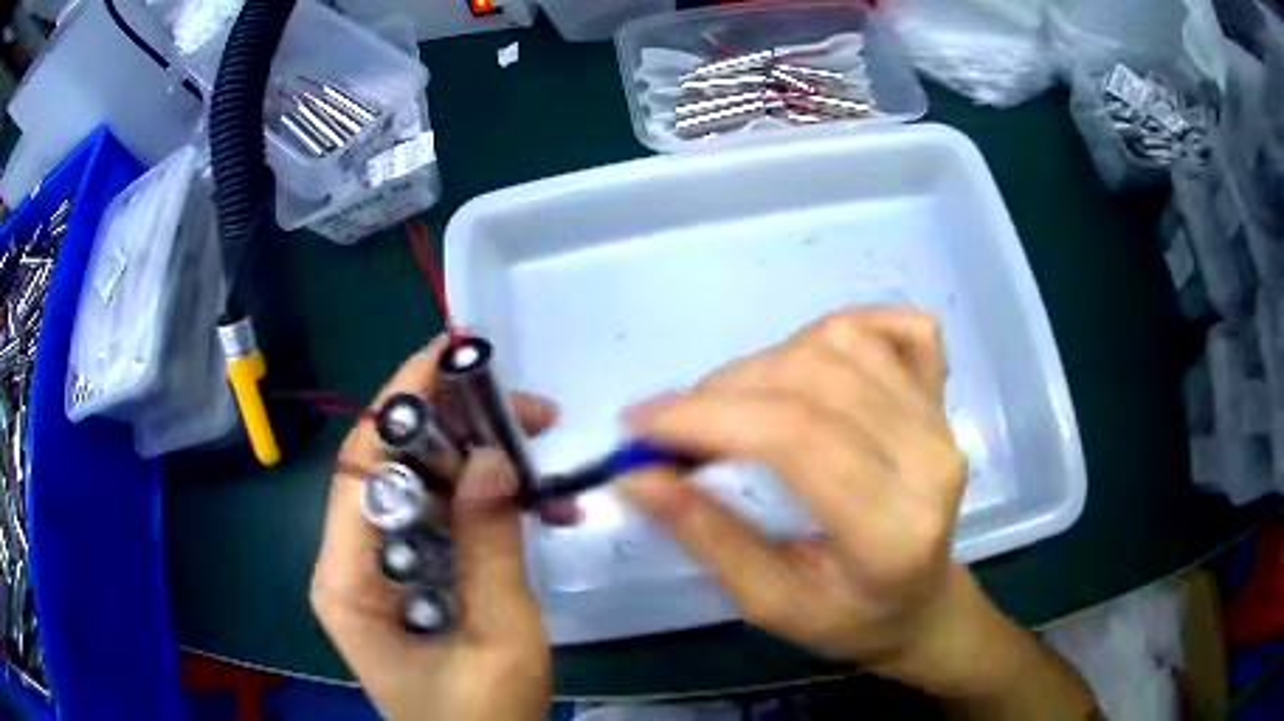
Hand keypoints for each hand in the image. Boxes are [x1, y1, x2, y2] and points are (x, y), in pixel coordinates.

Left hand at [311, 335, 556, 720]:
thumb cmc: (484, 718)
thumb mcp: (500, 639)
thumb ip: (492, 547)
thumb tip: (496, 456)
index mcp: (348, 581)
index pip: (363, 467)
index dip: (402, 403)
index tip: (452, 354)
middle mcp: (349, 565)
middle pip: (391, 471)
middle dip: (458, 434)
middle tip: (529, 416)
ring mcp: (379, 574)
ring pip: (423, 493)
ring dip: (481, 471)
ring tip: (542, 465)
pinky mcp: (410, 582)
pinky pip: (443, 526)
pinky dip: (487, 511)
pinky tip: (539, 512)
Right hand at [621, 309, 973, 679]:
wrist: (919, 602)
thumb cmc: (846, 618)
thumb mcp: (769, 603)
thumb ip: (706, 536)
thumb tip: (636, 474)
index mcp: (891, 532)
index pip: (796, 439)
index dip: (708, 418)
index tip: (639, 428)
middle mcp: (928, 461)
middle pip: (814, 381)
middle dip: (722, 391)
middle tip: (672, 426)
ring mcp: (940, 420)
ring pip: (843, 344)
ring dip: (767, 362)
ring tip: (732, 405)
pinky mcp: (942, 396)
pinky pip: (898, 325)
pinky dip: (843, 328)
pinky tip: (809, 359)